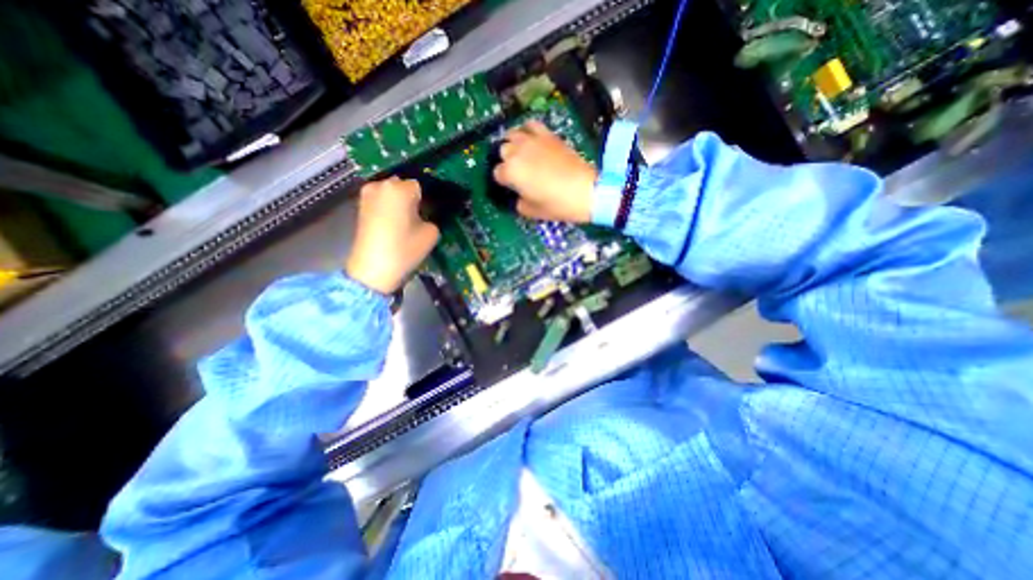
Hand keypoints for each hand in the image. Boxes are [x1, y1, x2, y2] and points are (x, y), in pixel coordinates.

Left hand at [345, 176, 436, 293]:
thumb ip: (432, 217)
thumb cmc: (405, 249)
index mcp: (401, 188)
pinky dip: (389, 208)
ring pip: (391, 193)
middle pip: (403, 186)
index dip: (428, 199)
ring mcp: (367, 194)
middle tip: (420, 215)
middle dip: (412, 197)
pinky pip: (381, 201)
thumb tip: (425, 213)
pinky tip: (394, 223)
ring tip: (407, 221)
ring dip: (400, 202)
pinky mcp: (360, 206)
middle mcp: (382, 185)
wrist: (373, 270)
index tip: (431, 212)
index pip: (421, 186)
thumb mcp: (431, 233)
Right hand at [492, 119, 596, 224]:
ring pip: (512, 134)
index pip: (497, 173)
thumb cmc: (557, 204)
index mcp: (511, 172)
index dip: (504, 181)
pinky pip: (531, 125)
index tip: (511, 187)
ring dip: (513, 144)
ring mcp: (533, 140)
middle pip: (503, 151)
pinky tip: (530, 139)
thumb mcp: (531, 211)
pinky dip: (527, 131)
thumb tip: (518, 195)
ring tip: (520, 154)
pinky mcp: (548, 135)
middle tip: (518, 173)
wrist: (585, 191)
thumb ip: (518, 202)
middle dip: (507, 161)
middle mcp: (518, 151)